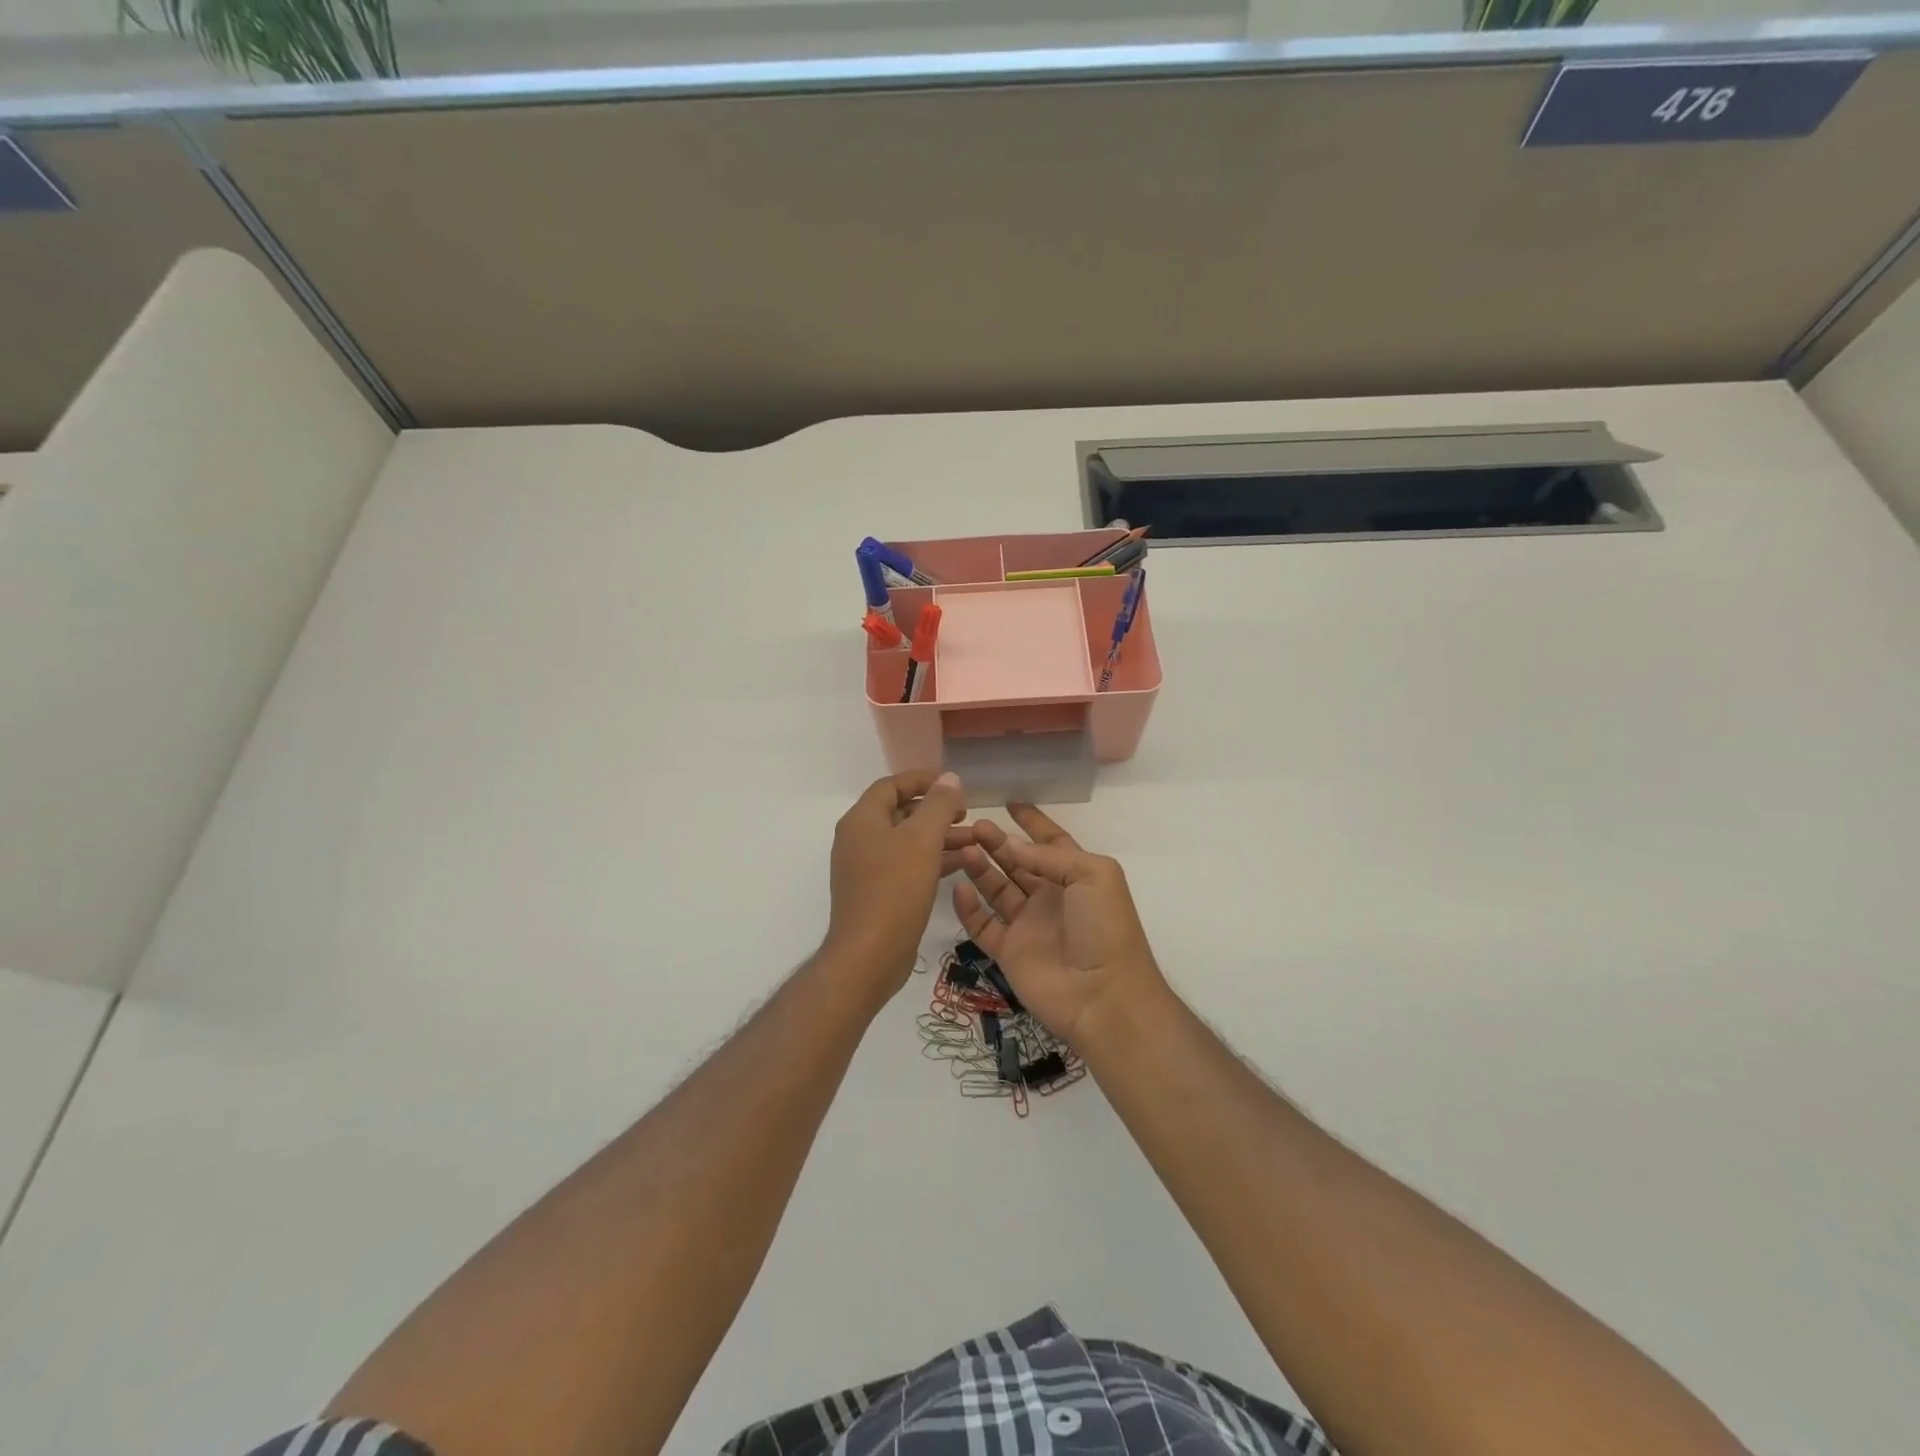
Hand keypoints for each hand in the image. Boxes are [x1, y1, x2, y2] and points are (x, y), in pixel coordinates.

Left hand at [824, 770, 969, 997]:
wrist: (869, 955)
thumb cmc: (895, 889)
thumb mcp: (922, 840)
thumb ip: (938, 805)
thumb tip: (949, 778)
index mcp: (862, 820)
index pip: (891, 785)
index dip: (922, 779)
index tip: (953, 784)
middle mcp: (859, 839)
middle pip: (900, 812)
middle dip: (935, 810)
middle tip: (966, 813)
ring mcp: (866, 868)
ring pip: (907, 841)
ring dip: (939, 836)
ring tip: (974, 840)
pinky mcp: (877, 892)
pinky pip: (907, 865)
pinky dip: (932, 860)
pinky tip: (962, 864)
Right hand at [952, 804, 1165, 1044]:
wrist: (1103, 996)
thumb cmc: (1105, 928)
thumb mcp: (1093, 875)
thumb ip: (1050, 856)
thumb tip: (1010, 843)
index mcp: (1076, 876)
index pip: (1051, 842)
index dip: (1033, 823)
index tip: (1010, 803)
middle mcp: (1049, 897)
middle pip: (1017, 862)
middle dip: (997, 842)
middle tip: (973, 825)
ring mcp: (1027, 925)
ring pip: (996, 888)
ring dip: (980, 867)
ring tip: (964, 847)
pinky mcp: (1008, 951)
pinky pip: (982, 924)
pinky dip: (968, 907)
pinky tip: (959, 887)